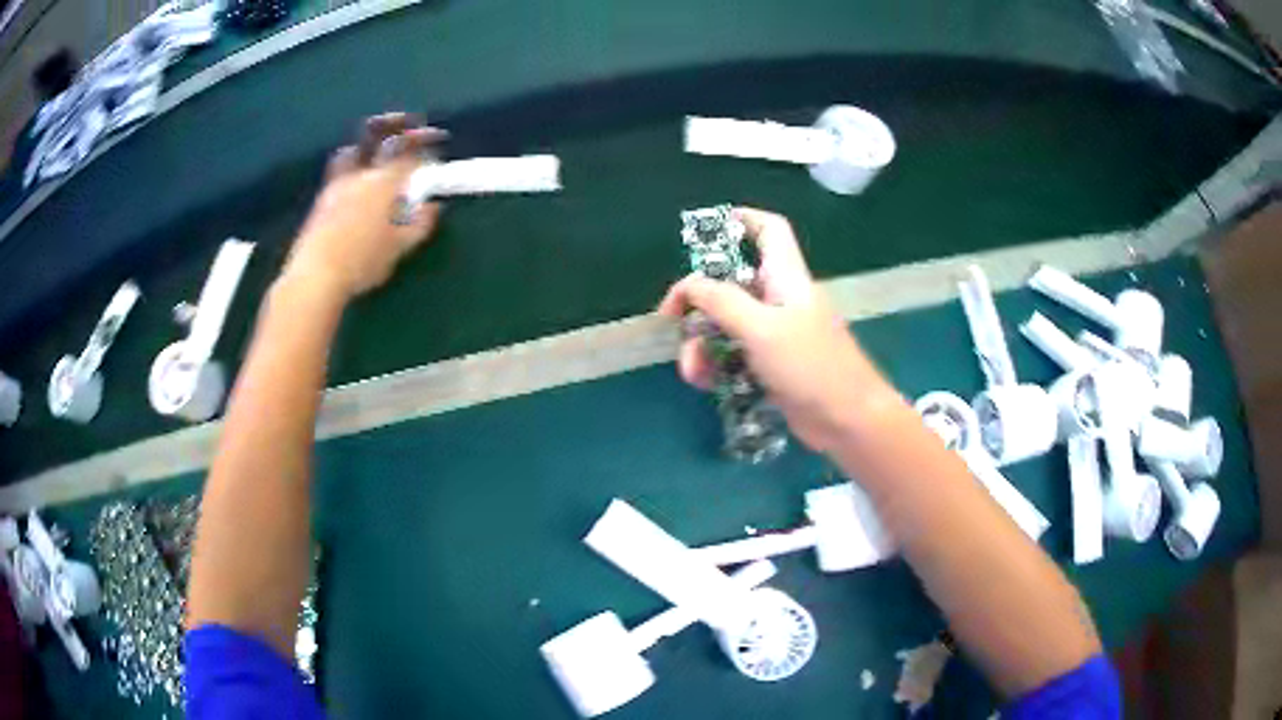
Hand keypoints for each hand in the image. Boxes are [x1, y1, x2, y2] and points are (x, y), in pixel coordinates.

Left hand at [285, 113, 446, 300]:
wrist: (315, 275)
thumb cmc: (362, 262)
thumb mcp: (399, 247)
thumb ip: (420, 224)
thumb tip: (433, 206)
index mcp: (384, 182)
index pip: (409, 151)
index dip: (425, 141)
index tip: (436, 139)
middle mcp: (360, 174)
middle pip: (377, 136)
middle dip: (396, 124)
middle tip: (406, 121)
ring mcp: (336, 184)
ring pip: (351, 151)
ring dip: (366, 145)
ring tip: (374, 153)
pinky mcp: (321, 199)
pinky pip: (339, 171)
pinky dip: (351, 167)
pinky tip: (355, 183)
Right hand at [658, 208, 900, 454]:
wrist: (847, 420)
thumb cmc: (810, 366)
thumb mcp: (762, 329)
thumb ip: (722, 302)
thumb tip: (689, 285)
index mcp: (785, 277)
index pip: (768, 230)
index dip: (741, 220)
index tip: (702, 232)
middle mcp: (779, 299)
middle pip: (731, 282)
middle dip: (699, 302)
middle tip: (673, 322)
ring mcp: (775, 334)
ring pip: (726, 324)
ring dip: (701, 343)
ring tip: (693, 371)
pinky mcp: (771, 365)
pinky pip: (733, 354)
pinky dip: (715, 364)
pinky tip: (704, 383)